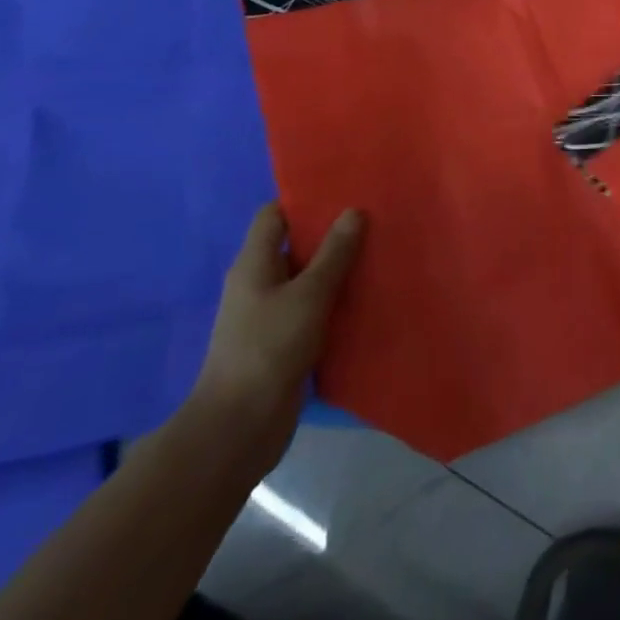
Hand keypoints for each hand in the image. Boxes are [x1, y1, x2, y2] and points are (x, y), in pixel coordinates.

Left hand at [186, 204, 364, 477]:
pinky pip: (314, 309)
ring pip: (308, 280)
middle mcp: (259, 284)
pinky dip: (337, 301)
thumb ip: (334, 253)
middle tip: (376, 219)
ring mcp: (270, 315)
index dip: (304, 200)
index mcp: (254, 264)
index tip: (345, 191)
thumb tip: (353, 211)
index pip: (274, 215)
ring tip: (381, 253)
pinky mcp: (284, 342)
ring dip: (339, 270)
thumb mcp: (308, 295)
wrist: (239, 428)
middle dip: (332, 234)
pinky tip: (368, 297)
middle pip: (296, 246)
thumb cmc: (268, 348)